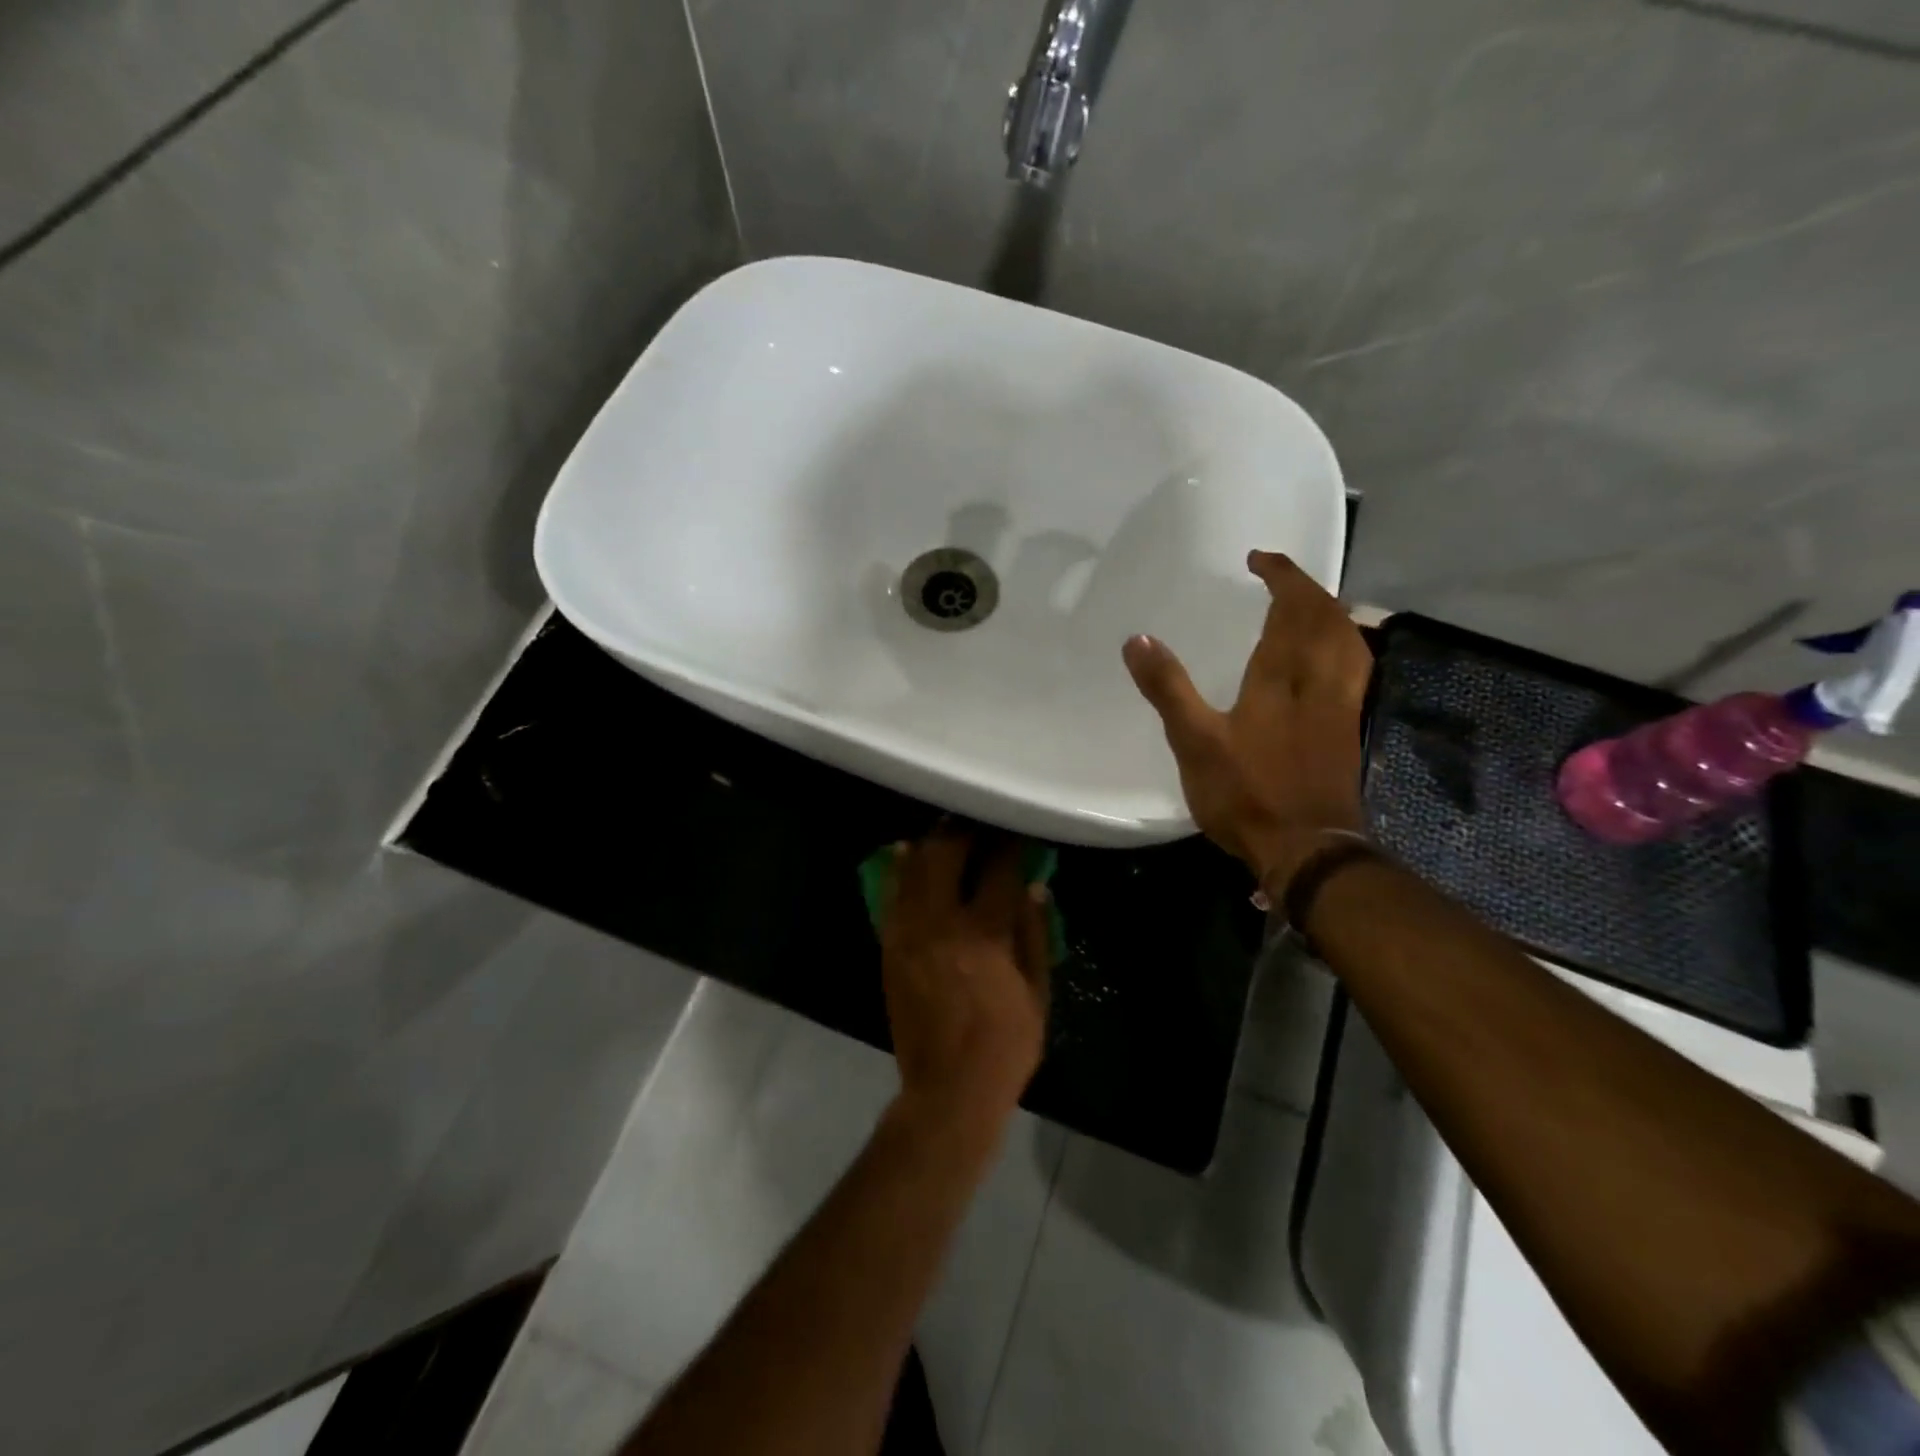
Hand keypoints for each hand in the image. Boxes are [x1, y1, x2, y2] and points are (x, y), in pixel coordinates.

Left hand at [879, 826, 1052, 1136]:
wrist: (946, 1089)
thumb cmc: (1004, 1045)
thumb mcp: (1037, 993)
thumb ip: (1035, 933)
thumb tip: (1035, 884)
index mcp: (985, 932)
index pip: (999, 869)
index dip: (1009, 844)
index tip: (1016, 831)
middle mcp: (942, 922)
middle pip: (947, 854)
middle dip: (963, 830)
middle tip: (977, 819)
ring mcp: (910, 933)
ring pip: (915, 868)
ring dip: (932, 842)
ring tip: (946, 828)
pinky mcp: (890, 947)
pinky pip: (892, 897)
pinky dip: (900, 870)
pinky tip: (907, 852)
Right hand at [1123, 550, 1369, 889]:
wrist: (1307, 848)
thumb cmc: (1248, 792)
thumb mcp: (1195, 741)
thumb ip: (1168, 687)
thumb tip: (1137, 638)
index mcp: (1283, 675)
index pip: (1294, 607)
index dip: (1282, 576)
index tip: (1259, 558)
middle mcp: (1322, 681)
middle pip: (1329, 618)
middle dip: (1307, 589)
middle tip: (1280, 579)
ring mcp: (1343, 706)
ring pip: (1349, 642)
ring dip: (1331, 615)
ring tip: (1306, 609)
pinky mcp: (1349, 731)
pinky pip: (1354, 670)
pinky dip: (1342, 648)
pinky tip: (1325, 663)